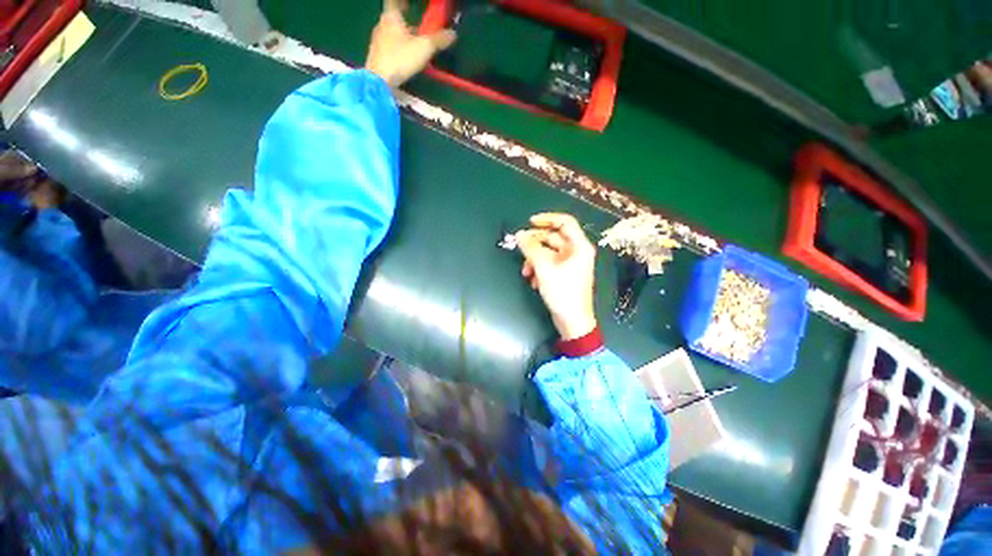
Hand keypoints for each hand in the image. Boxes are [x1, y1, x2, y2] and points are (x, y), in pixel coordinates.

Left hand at [365, 0, 455, 87]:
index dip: (403, 3)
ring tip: (412, 45)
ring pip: (390, 33)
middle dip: (404, 21)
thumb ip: (438, 40)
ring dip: (401, 36)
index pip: (395, 2)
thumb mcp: (424, 48)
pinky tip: (403, 59)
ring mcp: (376, 41)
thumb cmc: (401, 58)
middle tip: (415, 26)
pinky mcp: (376, 56)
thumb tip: (453, 34)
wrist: (380, 80)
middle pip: (393, 18)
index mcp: (391, 17)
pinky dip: (396, 49)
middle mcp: (381, 25)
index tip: (409, 5)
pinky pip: (388, 47)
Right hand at [516, 213, 597, 340]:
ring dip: (534, 259)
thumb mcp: (544, 268)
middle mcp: (576, 252)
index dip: (547, 219)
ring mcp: (570, 264)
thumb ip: (531, 249)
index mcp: (579, 246)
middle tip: (520, 247)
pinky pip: (549, 264)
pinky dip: (539, 269)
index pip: (565, 222)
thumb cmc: (562, 292)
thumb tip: (519, 234)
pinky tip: (534, 281)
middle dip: (535, 244)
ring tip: (526, 272)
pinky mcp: (564, 275)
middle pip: (553, 238)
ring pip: (548, 253)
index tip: (529, 222)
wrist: (572, 321)